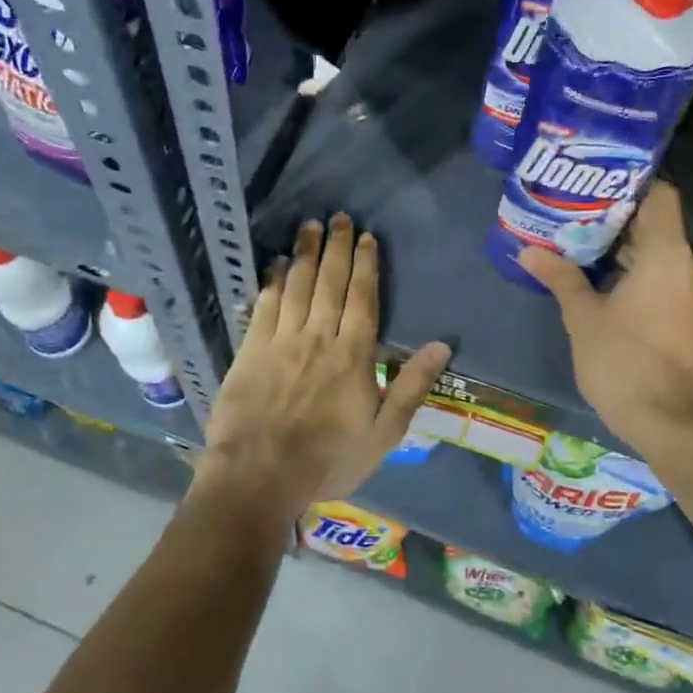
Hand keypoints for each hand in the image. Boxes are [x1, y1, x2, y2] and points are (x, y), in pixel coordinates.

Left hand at [200, 213, 451, 520]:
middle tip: (338, 216)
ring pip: (297, 286)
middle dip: (336, 247)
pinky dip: (273, 281)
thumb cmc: (329, 459)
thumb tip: (441, 345)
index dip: (365, 264)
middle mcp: (318, 337)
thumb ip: (412, 386)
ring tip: (310, 225)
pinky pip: (265, 306)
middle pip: (329, 282)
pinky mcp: (251, 350)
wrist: (259, 476)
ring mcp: (281, 341)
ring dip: (305, 253)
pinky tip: (278, 264)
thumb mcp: (384, 433)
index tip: (366, 237)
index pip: (362, 297)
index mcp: (352, 354)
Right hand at [520, 181, 692, 453]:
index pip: (661, 194)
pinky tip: (604, 282)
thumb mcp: (583, 316)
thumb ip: (560, 276)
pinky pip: (666, 277)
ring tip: (582, 247)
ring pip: (661, 253)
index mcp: (667, 254)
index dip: (631, 183)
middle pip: (657, 224)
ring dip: (626, 249)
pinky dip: (639, 272)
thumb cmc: (623, 360)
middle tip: (574, 216)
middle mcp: (690, 265)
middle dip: (617, 219)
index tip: (595, 184)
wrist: (668, 422)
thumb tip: (527, 250)